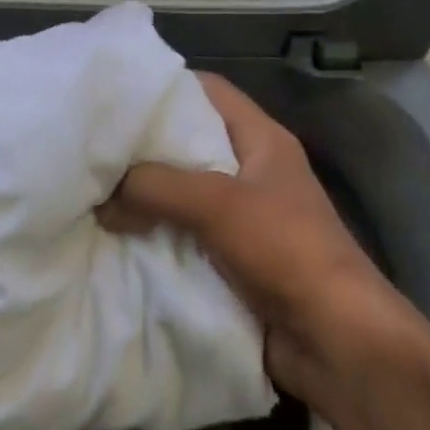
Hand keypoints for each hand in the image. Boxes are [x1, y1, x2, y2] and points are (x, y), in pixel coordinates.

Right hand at [100, 74, 410, 412]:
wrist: (336, 343)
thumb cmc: (285, 250)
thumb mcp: (217, 203)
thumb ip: (155, 186)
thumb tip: (102, 196)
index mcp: (261, 139)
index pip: (208, 91)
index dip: (166, 86)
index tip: (117, 94)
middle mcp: (251, 170)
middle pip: (188, 142)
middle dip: (144, 146)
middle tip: (94, 146)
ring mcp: (242, 217)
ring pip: (181, 192)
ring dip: (144, 196)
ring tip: (93, 190)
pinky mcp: (232, 258)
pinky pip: (183, 234)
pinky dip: (154, 233)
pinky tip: (115, 234)